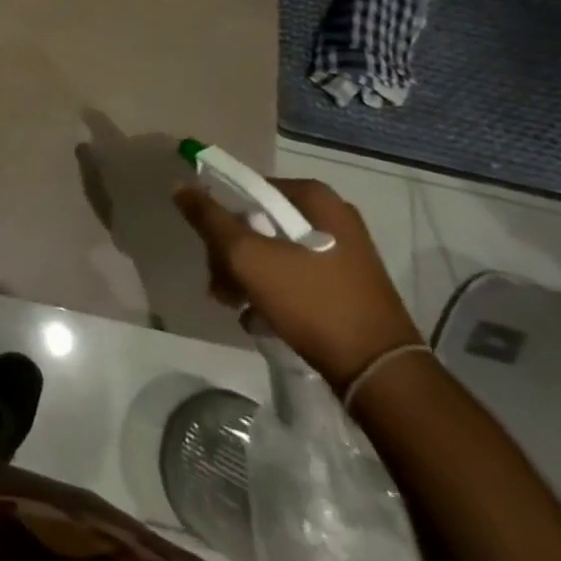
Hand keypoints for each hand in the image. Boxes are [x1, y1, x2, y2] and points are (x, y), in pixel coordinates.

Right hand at [174, 176, 421, 388]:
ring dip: (248, 277)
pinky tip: (261, 321)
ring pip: (275, 252)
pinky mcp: (348, 286)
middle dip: (232, 255)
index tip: (210, 250)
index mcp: (313, 197)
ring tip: (237, 308)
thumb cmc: (312, 302)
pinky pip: (297, 277)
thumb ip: (210, 219)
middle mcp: (332, 216)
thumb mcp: (248, 257)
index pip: (248, 190)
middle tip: (221, 286)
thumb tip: (180, 186)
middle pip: (259, 222)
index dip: (221, 217)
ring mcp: (344, 253)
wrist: (380, 374)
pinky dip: (274, 294)